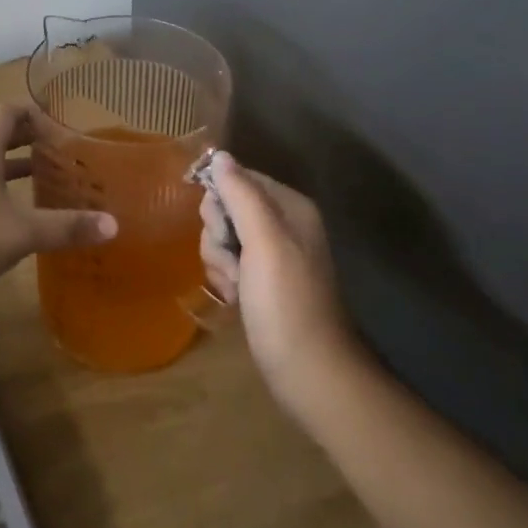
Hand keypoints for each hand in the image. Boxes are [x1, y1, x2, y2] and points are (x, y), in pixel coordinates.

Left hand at [0, 104, 115, 305]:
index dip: (33, 112)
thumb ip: (66, 227)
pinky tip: (10, 214)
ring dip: (11, 166)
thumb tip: (113, 224)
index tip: (59, 124)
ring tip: (42, 179)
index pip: (7, 112)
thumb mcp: (21, 233)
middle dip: (27, 140)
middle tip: (59, 152)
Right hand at [199, 152, 358, 418]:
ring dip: (219, 260)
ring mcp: (271, 254)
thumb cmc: (287, 303)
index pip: (237, 177)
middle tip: (234, 261)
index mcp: (289, 207)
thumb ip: (241, 195)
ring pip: (221, 236)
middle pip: (225, 207)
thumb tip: (219, 155)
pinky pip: (227, 262)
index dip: (219, 199)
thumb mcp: (264, 243)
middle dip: (218, 234)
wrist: (309, 373)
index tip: (220, 228)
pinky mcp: (261, 281)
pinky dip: (225, 278)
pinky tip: (235, 298)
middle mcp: (282, 224)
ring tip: (237, 287)